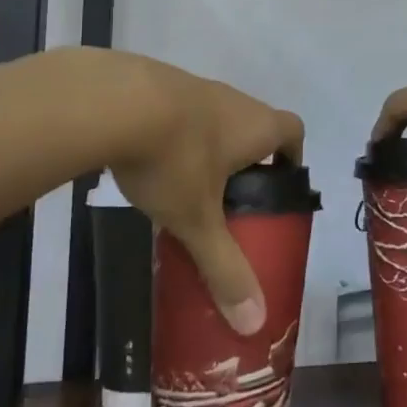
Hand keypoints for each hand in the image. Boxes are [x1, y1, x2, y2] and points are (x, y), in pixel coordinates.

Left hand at [100, 53, 304, 334]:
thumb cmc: (174, 158)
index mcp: (256, 126)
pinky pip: (177, 111)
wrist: (113, 101)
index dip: (292, 157)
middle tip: (228, 200)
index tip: (276, 187)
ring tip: (184, 186)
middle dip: (246, 160)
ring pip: (213, 117)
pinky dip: (171, 134)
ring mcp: (193, 86)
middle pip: (253, 125)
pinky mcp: (155, 82)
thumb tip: (254, 324)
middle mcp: (233, 100)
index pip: (293, 131)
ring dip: (206, 146)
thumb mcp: (198, 220)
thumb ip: (224, 268)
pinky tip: (146, 161)